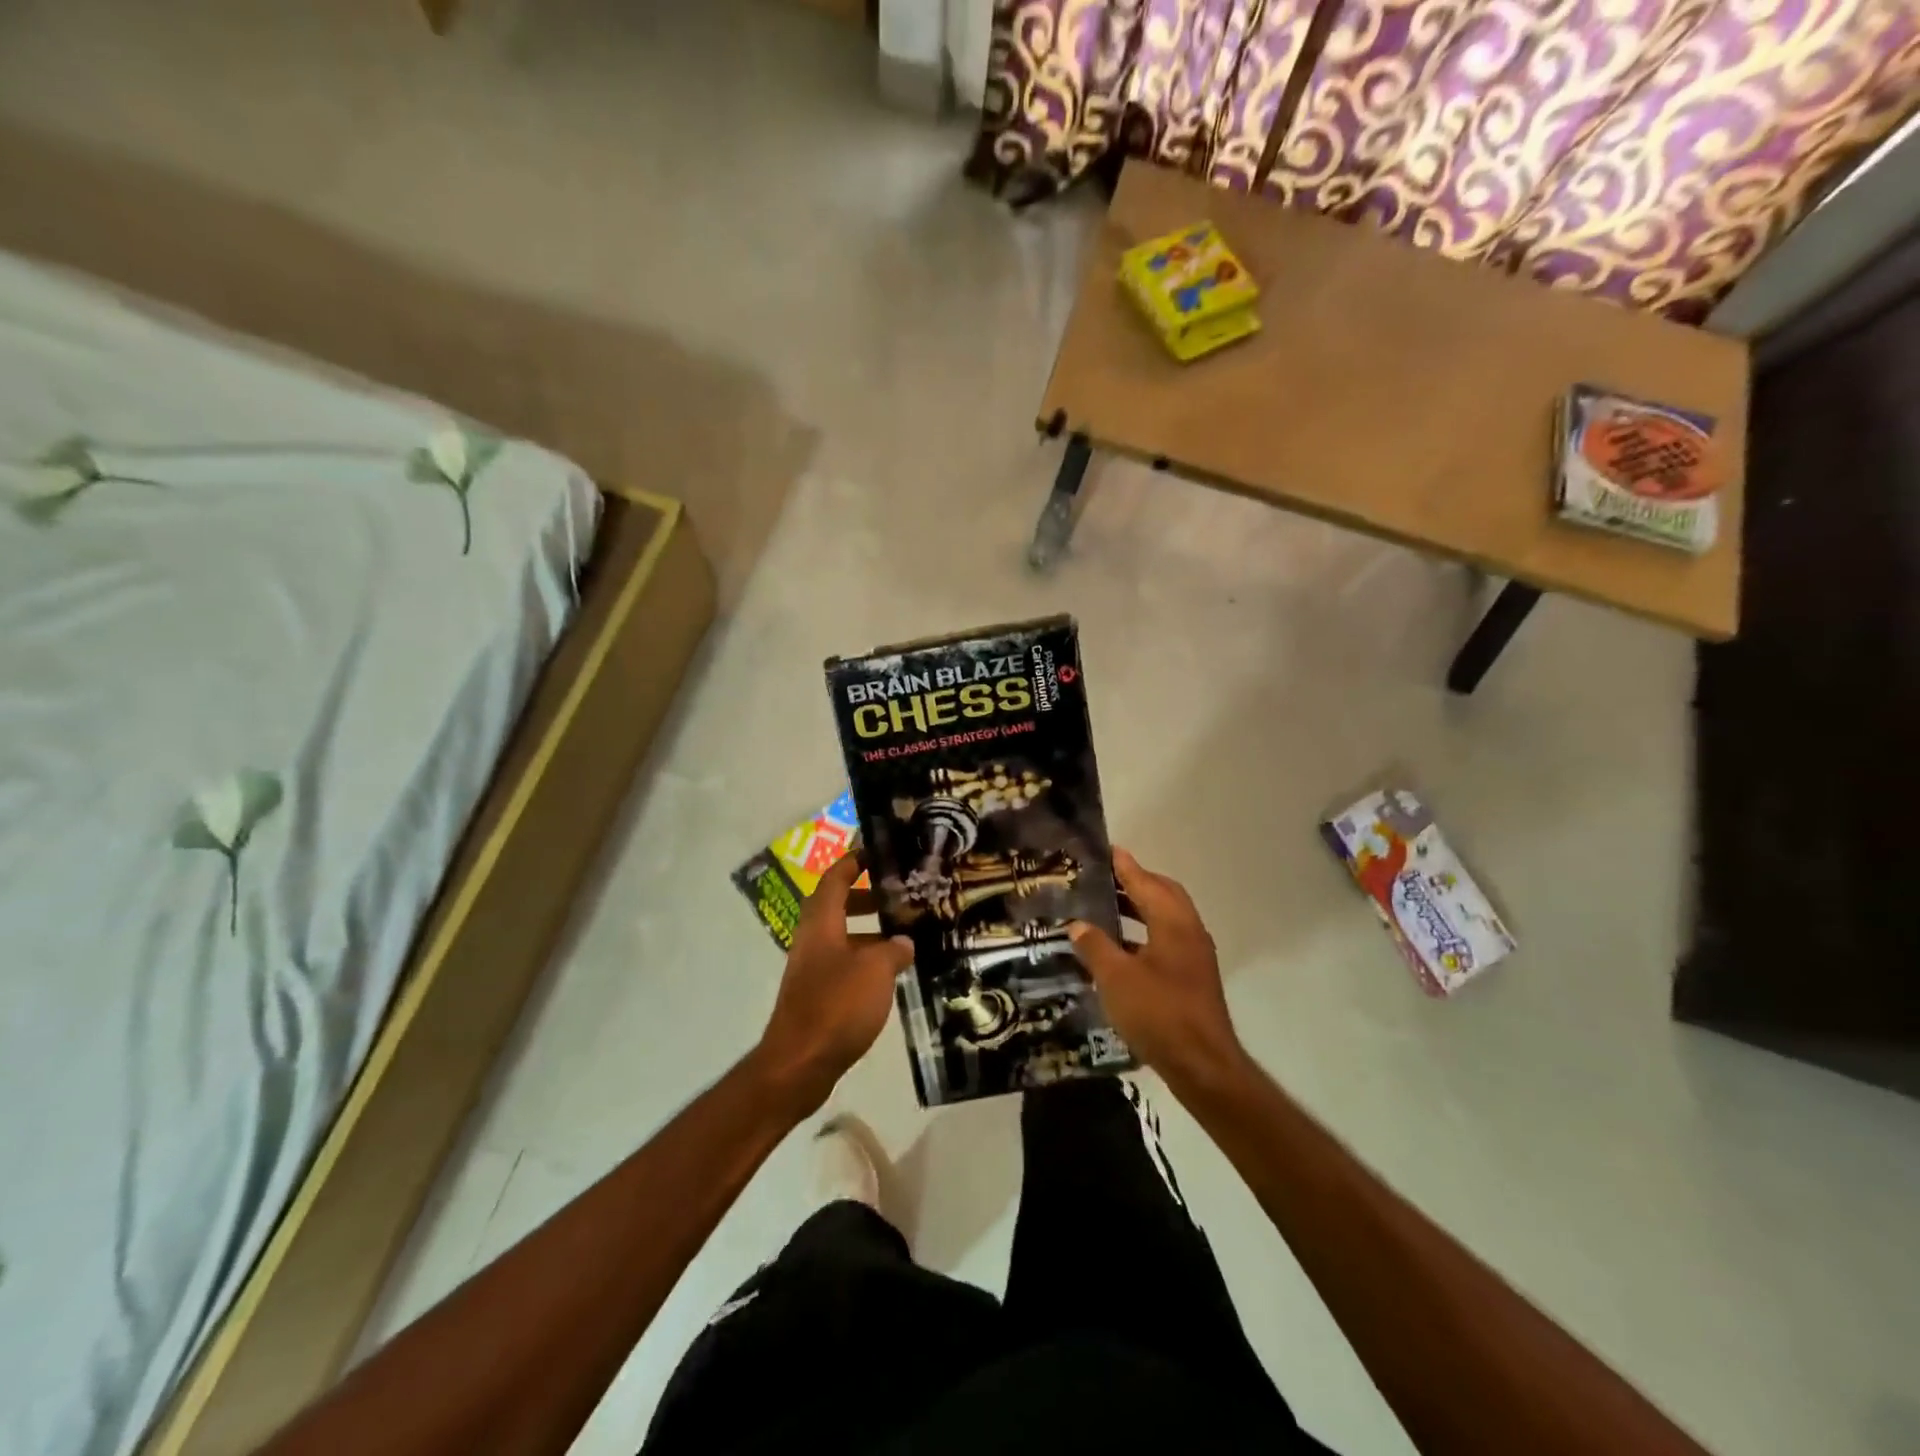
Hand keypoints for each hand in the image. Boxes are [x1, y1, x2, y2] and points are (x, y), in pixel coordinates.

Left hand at [752, 853, 913, 1115]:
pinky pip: (842, 965)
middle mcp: (812, 940)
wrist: (799, 1064)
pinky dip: (864, 961)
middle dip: (864, 897)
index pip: (835, 879)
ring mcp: (811, 970)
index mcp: (821, 923)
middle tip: (896, 897)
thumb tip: (903, 943)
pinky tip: (889, 977)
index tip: (875, 852)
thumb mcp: (875, 971)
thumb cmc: (836, 1005)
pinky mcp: (815, 996)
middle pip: (835, 906)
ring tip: (902, 939)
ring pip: (841, 938)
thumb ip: (893, 951)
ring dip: (867, 933)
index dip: (853, 862)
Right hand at [1068, 848, 1250, 1094]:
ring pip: (1165, 918)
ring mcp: (1194, 955)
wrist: (1202, 1065)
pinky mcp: (1192, 977)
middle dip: (1134, 883)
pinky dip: (1143, 934)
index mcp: (1173, 922)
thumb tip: (1078, 925)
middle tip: (1103, 878)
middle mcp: (1188, 931)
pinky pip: (1166, 939)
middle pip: (1162, 894)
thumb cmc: (1158, 1013)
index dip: (1124, 865)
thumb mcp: (1115, 978)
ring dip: (1138, 909)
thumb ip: (1095, 946)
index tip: (1106, 849)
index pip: (1145, 881)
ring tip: (1105, 908)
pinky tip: (1118, 949)